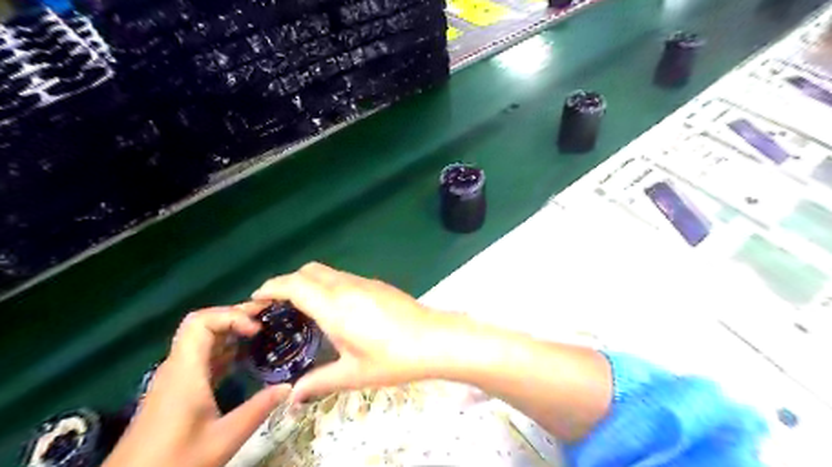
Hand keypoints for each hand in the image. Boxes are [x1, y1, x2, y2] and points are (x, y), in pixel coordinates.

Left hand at [104, 304, 291, 466]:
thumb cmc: (173, 462)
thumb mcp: (222, 440)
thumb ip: (258, 410)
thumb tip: (290, 386)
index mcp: (185, 372)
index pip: (201, 322)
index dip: (231, 316)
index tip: (257, 329)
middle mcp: (177, 367)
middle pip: (202, 324)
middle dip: (236, 316)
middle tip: (268, 318)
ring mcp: (175, 378)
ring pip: (202, 339)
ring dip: (232, 331)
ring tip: (263, 332)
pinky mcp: (177, 389)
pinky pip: (203, 356)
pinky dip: (225, 349)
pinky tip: (246, 357)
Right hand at [250, 262, 464, 401]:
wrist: (434, 339)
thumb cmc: (392, 358)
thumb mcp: (353, 374)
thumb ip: (318, 382)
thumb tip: (292, 397)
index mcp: (334, 306)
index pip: (294, 285)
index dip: (271, 287)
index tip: (257, 298)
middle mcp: (346, 287)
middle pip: (308, 270)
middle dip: (288, 282)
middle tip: (278, 306)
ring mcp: (364, 282)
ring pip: (327, 271)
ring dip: (309, 282)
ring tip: (303, 308)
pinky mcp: (377, 284)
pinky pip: (343, 277)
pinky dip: (328, 284)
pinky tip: (334, 308)